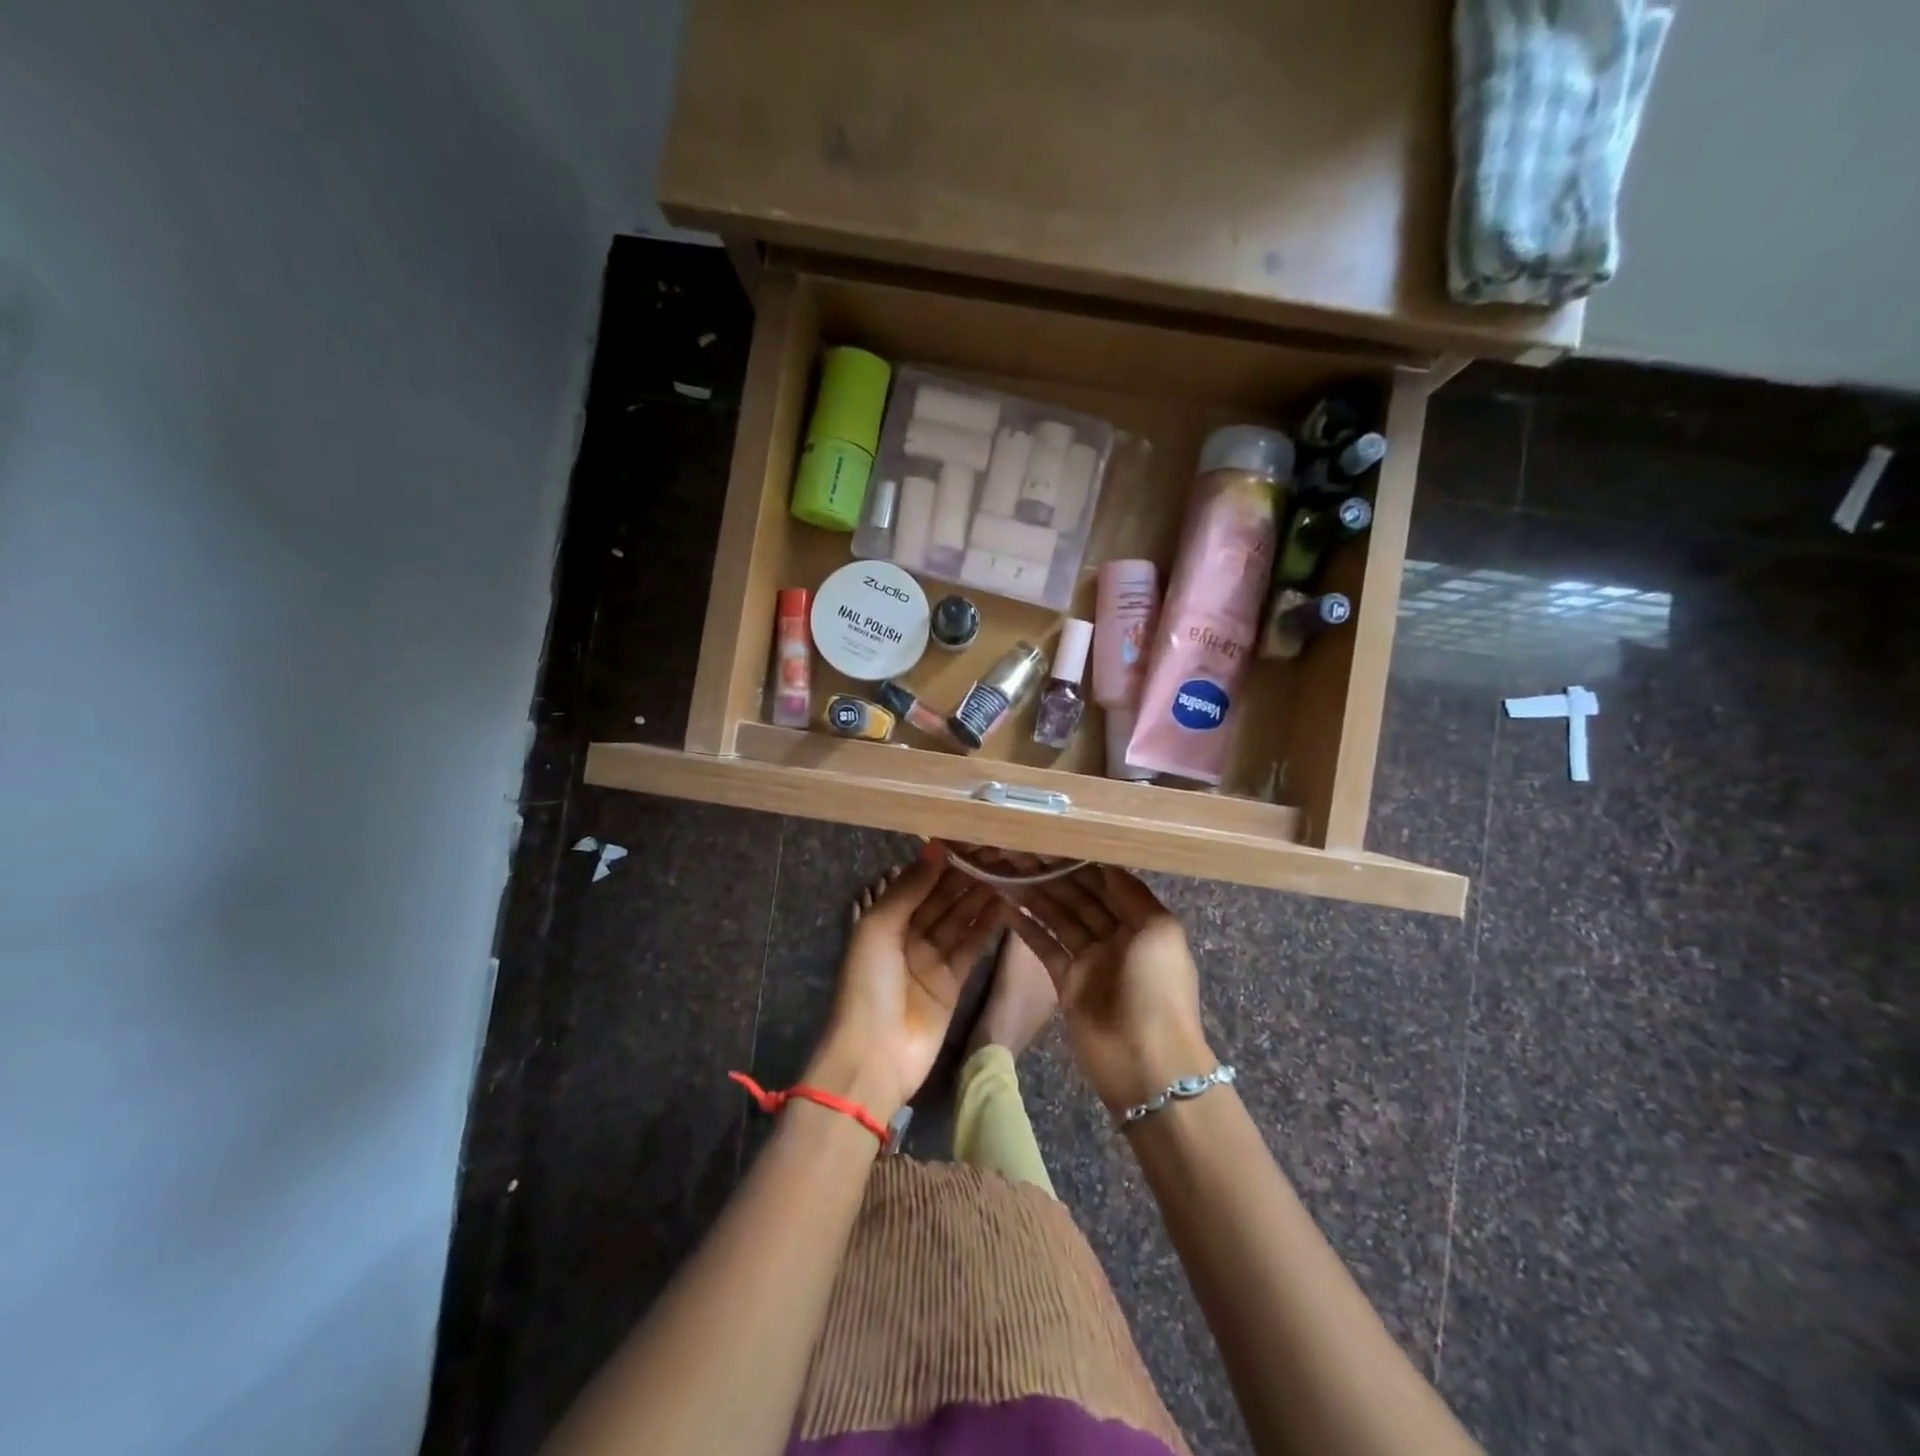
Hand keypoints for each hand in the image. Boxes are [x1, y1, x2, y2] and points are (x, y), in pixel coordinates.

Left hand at [806, 846, 1006, 1117]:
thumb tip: (934, 849)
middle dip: (965, 877)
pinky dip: (986, 926)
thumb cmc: (868, 985)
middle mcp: (908, 935)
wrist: (874, 1056)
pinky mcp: (953, 981)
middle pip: (941, 899)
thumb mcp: (878, 929)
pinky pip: (971, 946)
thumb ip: (908, 889)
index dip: (940, 863)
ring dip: (979, 897)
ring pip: (959, 919)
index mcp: (884, 920)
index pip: (917, 883)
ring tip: (1006, 871)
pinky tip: (1005, 903)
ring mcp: (931, 959)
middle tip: (996, 852)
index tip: (968, 840)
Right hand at [1006, 864, 1215, 1113]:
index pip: (1107, 884)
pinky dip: (1027, 927)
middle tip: (1021, 852)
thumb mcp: (1159, 931)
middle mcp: (1115, 936)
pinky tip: (1006, 906)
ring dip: (1036, 896)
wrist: (1146, 1061)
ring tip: (1007, 871)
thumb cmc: (1157, 988)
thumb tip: (1106, 864)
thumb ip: (1131, 894)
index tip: (1052, 840)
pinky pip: (1044, 947)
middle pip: (1080, 899)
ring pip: (1059, 918)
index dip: (1082, 863)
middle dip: (1054, 876)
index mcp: (1142, 922)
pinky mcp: (1066, 982)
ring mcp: (1090, 960)